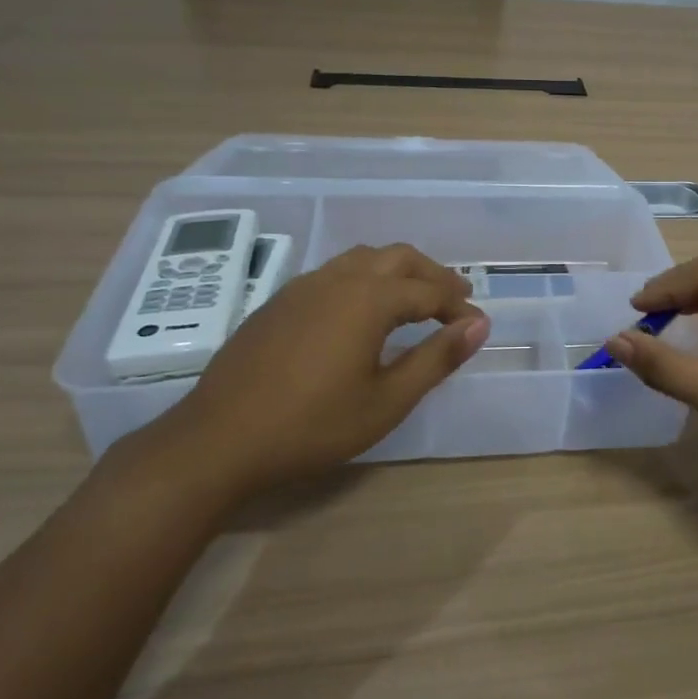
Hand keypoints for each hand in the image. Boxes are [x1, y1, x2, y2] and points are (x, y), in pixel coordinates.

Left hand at [137, 243, 487, 499]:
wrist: (218, 440)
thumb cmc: (313, 425)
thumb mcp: (387, 401)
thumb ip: (436, 358)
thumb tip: (479, 325)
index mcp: (369, 299)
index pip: (429, 291)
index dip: (458, 307)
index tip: (477, 327)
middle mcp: (339, 279)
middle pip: (399, 258)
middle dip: (432, 275)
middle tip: (456, 298)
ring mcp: (304, 286)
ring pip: (363, 258)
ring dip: (398, 271)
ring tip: (415, 298)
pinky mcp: (279, 301)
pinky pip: (335, 272)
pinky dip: (365, 279)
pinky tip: (362, 311)